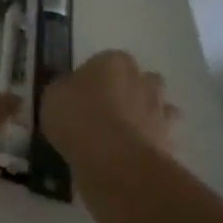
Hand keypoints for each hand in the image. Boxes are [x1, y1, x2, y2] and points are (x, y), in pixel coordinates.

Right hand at [42, 50, 176, 158]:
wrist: (114, 161)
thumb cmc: (78, 118)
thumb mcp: (53, 98)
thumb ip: (66, 90)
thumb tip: (70, 92)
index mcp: (113, 61)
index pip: (108, 60)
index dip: (96, 77)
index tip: (84, 94)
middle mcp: (141, 79)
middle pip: (139, 79)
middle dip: (129, 91)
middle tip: (106, 111)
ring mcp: (159, 110)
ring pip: (157, 107)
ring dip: (146, 116)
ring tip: (122, 136)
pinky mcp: (169, 140)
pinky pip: (161, 138)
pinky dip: (151, 144)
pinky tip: (132, 156)